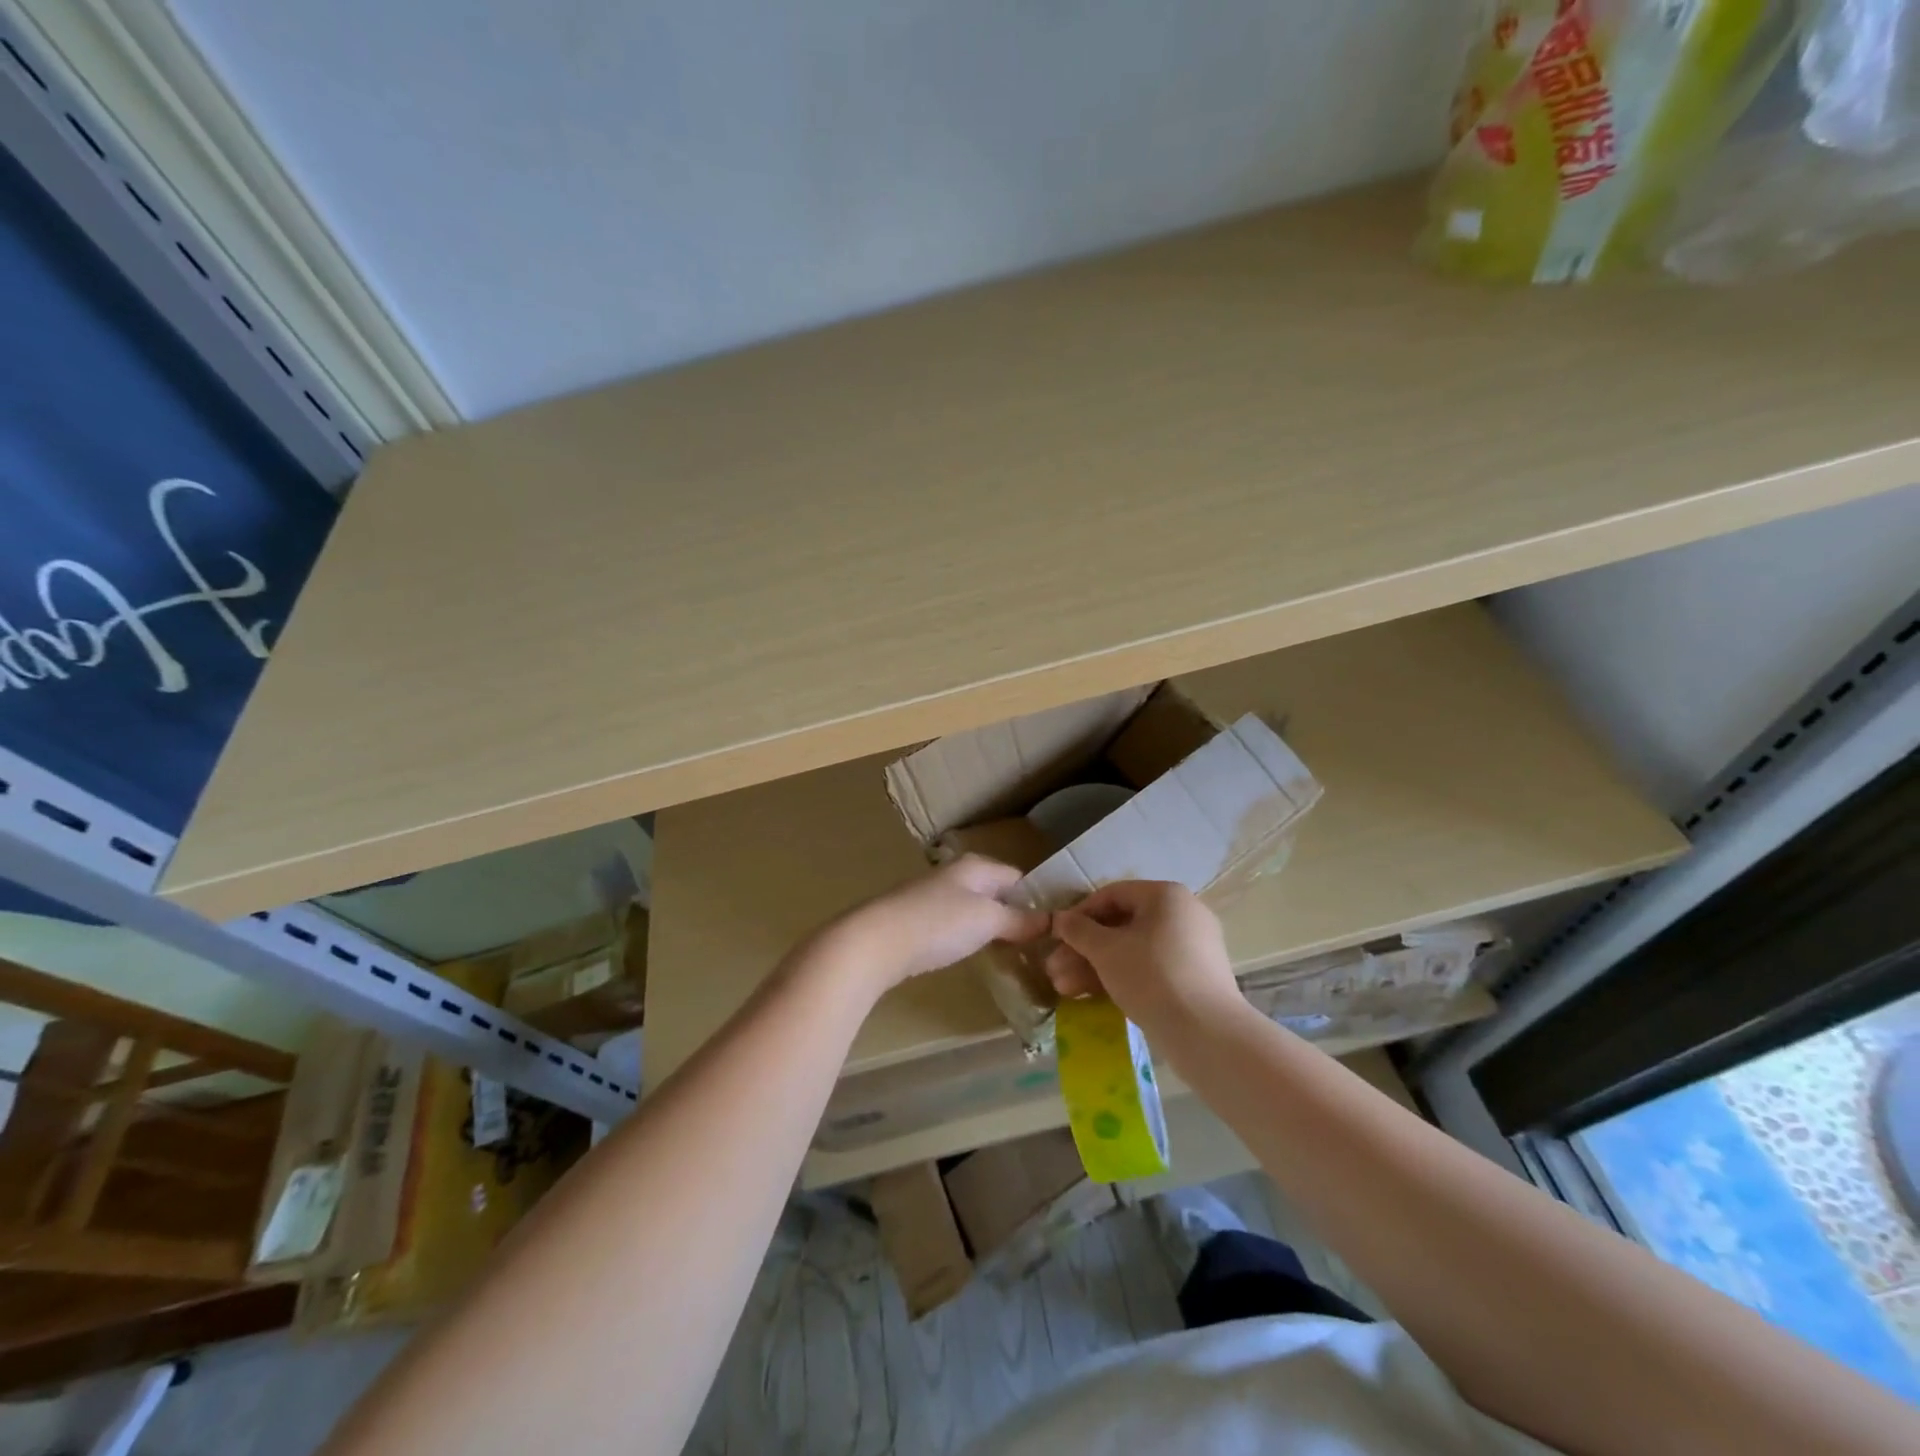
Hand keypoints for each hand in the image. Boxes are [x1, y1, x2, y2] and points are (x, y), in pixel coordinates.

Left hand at [826, 855, 1049, 991]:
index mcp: (976, 866)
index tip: (1057, 925)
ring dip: (992, 927)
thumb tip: (1051, 921)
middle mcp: (955, 875)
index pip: (1018, 877)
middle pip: (996, 892)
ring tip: (1013, 952)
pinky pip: (955, 924)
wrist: (875, 941)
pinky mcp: (917, 920)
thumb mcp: (987, 920)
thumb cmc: (938, 923)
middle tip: (1040, 944)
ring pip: (974, 908)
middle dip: (1016, 914)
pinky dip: (968, 936)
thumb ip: (1019, 920)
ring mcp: (934, 897)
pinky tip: (974, 953)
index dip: (1038, 898)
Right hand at [1044, 881, 1243, 1031]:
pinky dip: (1121, 978)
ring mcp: (1192, 948)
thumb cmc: (1152, 976)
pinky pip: (1150, 969)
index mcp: (1166, 896)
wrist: (1207, 1034)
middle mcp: (1183, 914)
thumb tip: (1060, 919)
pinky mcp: (1194, 978)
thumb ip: (1078, 930)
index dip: (1079, 914)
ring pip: (1133, 950)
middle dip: (1083, 949)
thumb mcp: (1106, 951)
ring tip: (1064, 989)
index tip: (1056, 936)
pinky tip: (1091, 997)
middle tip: (1054, 969)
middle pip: (1121, 925)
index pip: (1112, 895)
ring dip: (1095, 967)